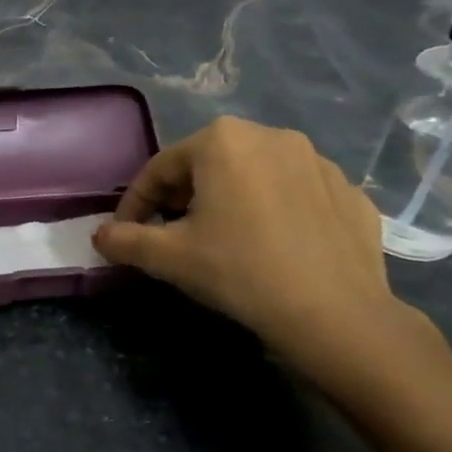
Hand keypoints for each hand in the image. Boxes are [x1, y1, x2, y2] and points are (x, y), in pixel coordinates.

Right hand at [93, 117, 404, 372]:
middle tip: (173, 234)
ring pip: (255, 175)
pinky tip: (275, 246)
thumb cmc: (240, 271)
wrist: (336, 315)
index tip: (126, 232)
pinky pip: (297, 193)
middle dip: (184, 196)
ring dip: (231, 199)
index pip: (161, 168)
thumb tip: (100, 236)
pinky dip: (277, 211)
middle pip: (208, 164)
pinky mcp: (350, 192)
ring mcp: (318, 161)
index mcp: (222, 141)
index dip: (136, 202)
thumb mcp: (168, 258)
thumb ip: (125, 239)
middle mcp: (271, 135)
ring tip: (225, 239)